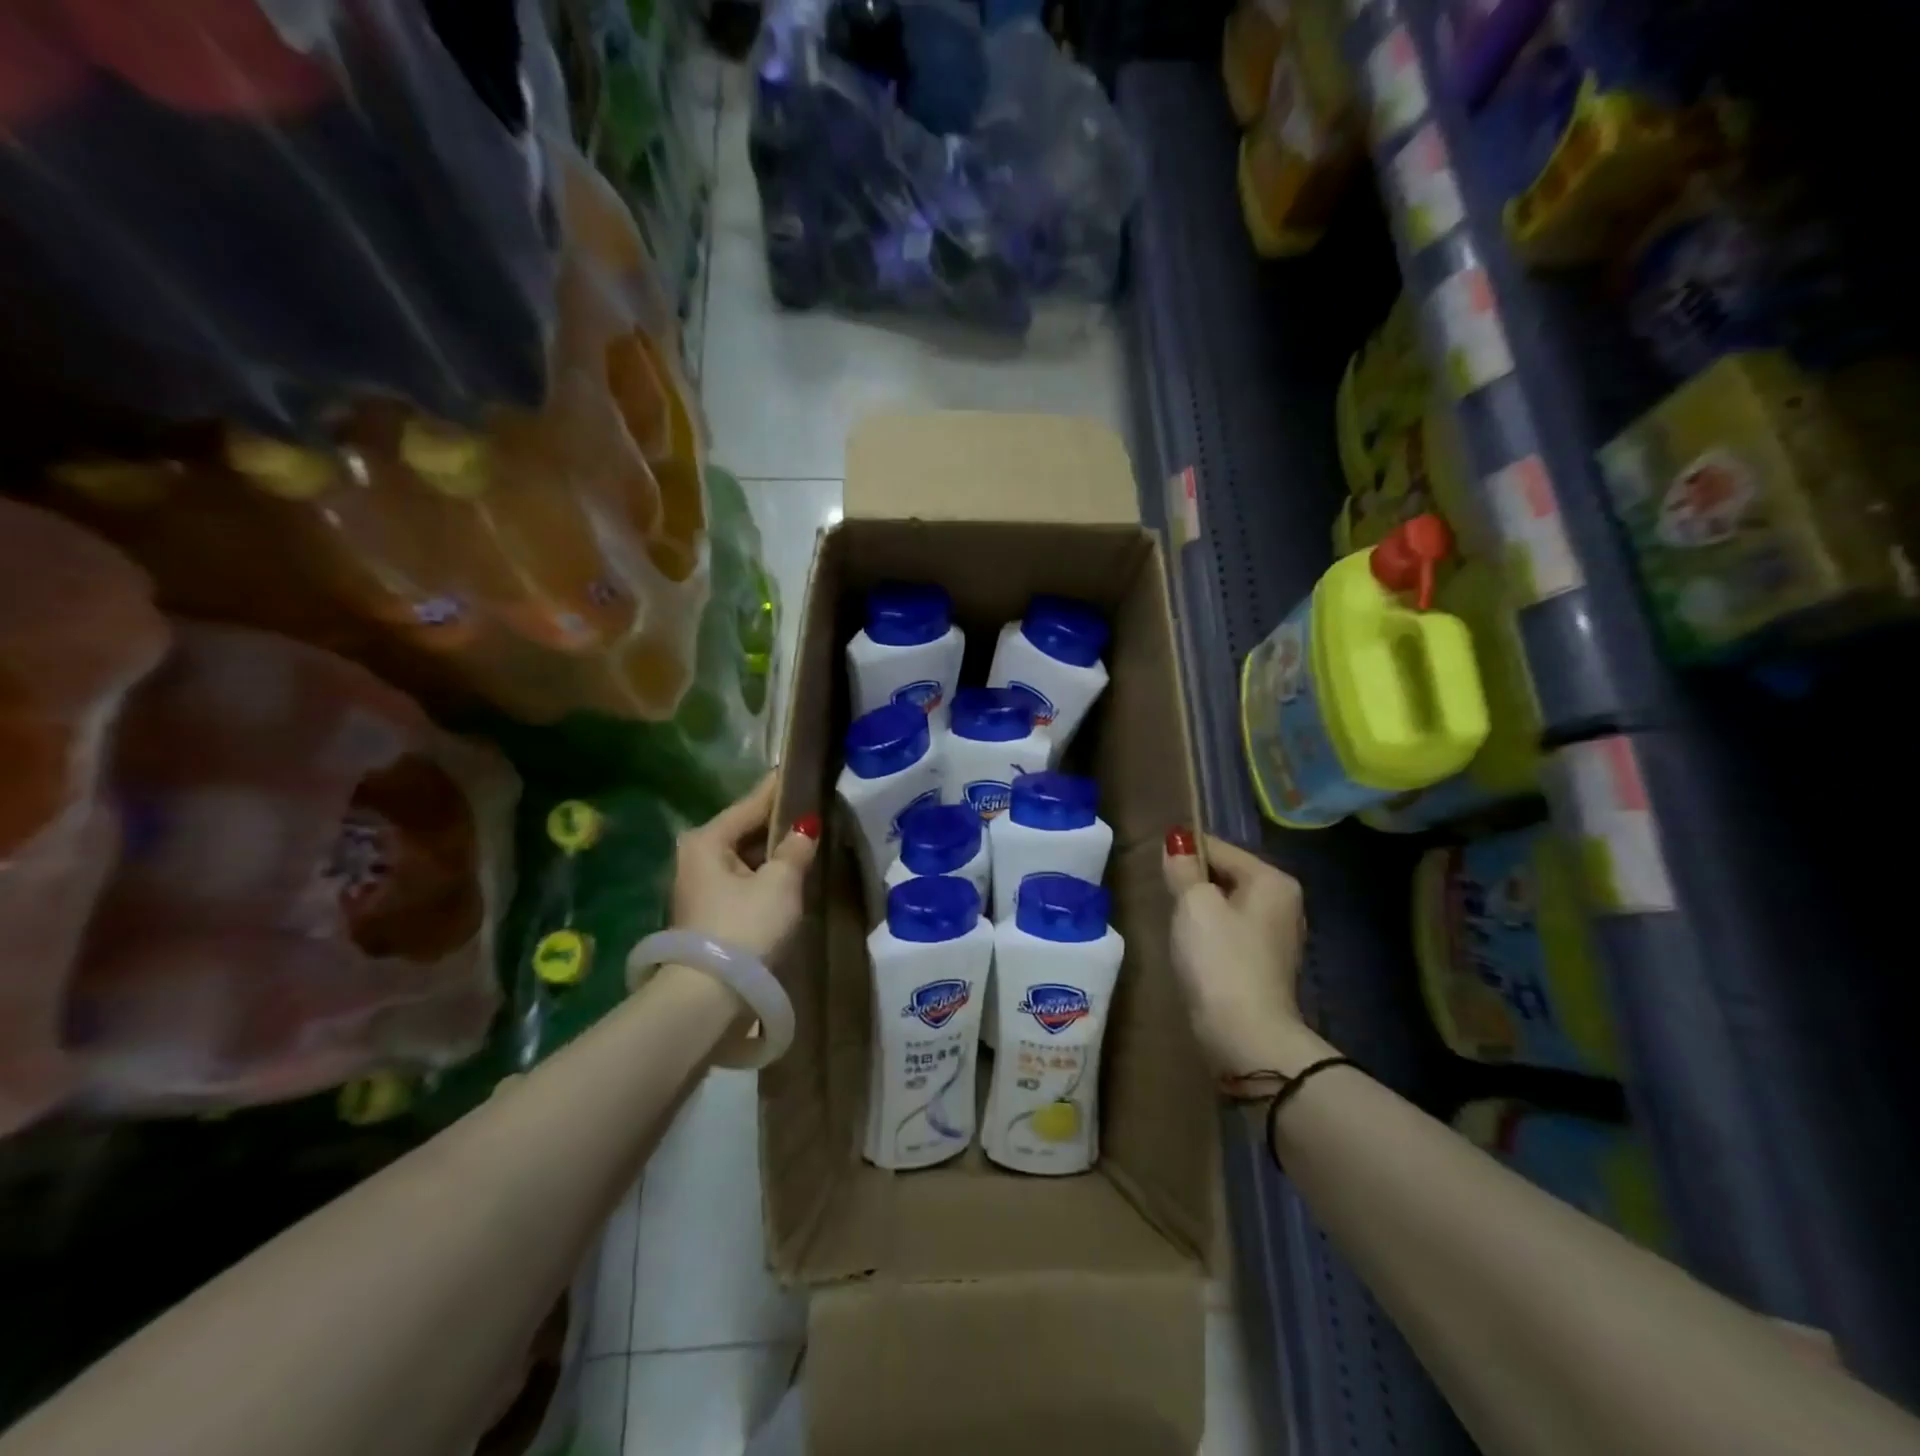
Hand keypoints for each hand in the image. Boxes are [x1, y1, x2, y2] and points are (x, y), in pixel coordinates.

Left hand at [672, 773, 818, 960]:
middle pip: (745, 830)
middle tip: (813, 810)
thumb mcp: (780, 883)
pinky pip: (743, 880)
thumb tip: (805, 828)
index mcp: (706, 840)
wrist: (709, 997)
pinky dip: (764, 875)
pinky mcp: (708, 912)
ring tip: (808, 841)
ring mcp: (699, 886)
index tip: (799, 769)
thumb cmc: (745, 928)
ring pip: (744, 857)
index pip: (750, 804)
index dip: (779, 789)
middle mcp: (695, 856)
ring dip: (773, 853)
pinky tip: (790, 874)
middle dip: (778, 824)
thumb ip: (795, 849)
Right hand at [1161, 830, 1322, 1091]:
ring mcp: (1277, 938)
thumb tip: (1177, 841)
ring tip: (1174, 924)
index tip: (1156, 868)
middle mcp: (1284, 903)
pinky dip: (1210, 936)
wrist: (1246, 1036)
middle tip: (1163, 897)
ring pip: (1227, 906)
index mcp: (1273, 880)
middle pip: (1226, 876)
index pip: (1220, 847)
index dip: (1184, 853)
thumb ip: (1183, 868)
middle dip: (1193, 883)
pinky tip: (1192, 950)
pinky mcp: (1265, 967)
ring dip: (1200, 911)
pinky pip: (1231, 934)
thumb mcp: (1194, 904)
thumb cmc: (1219, 959)